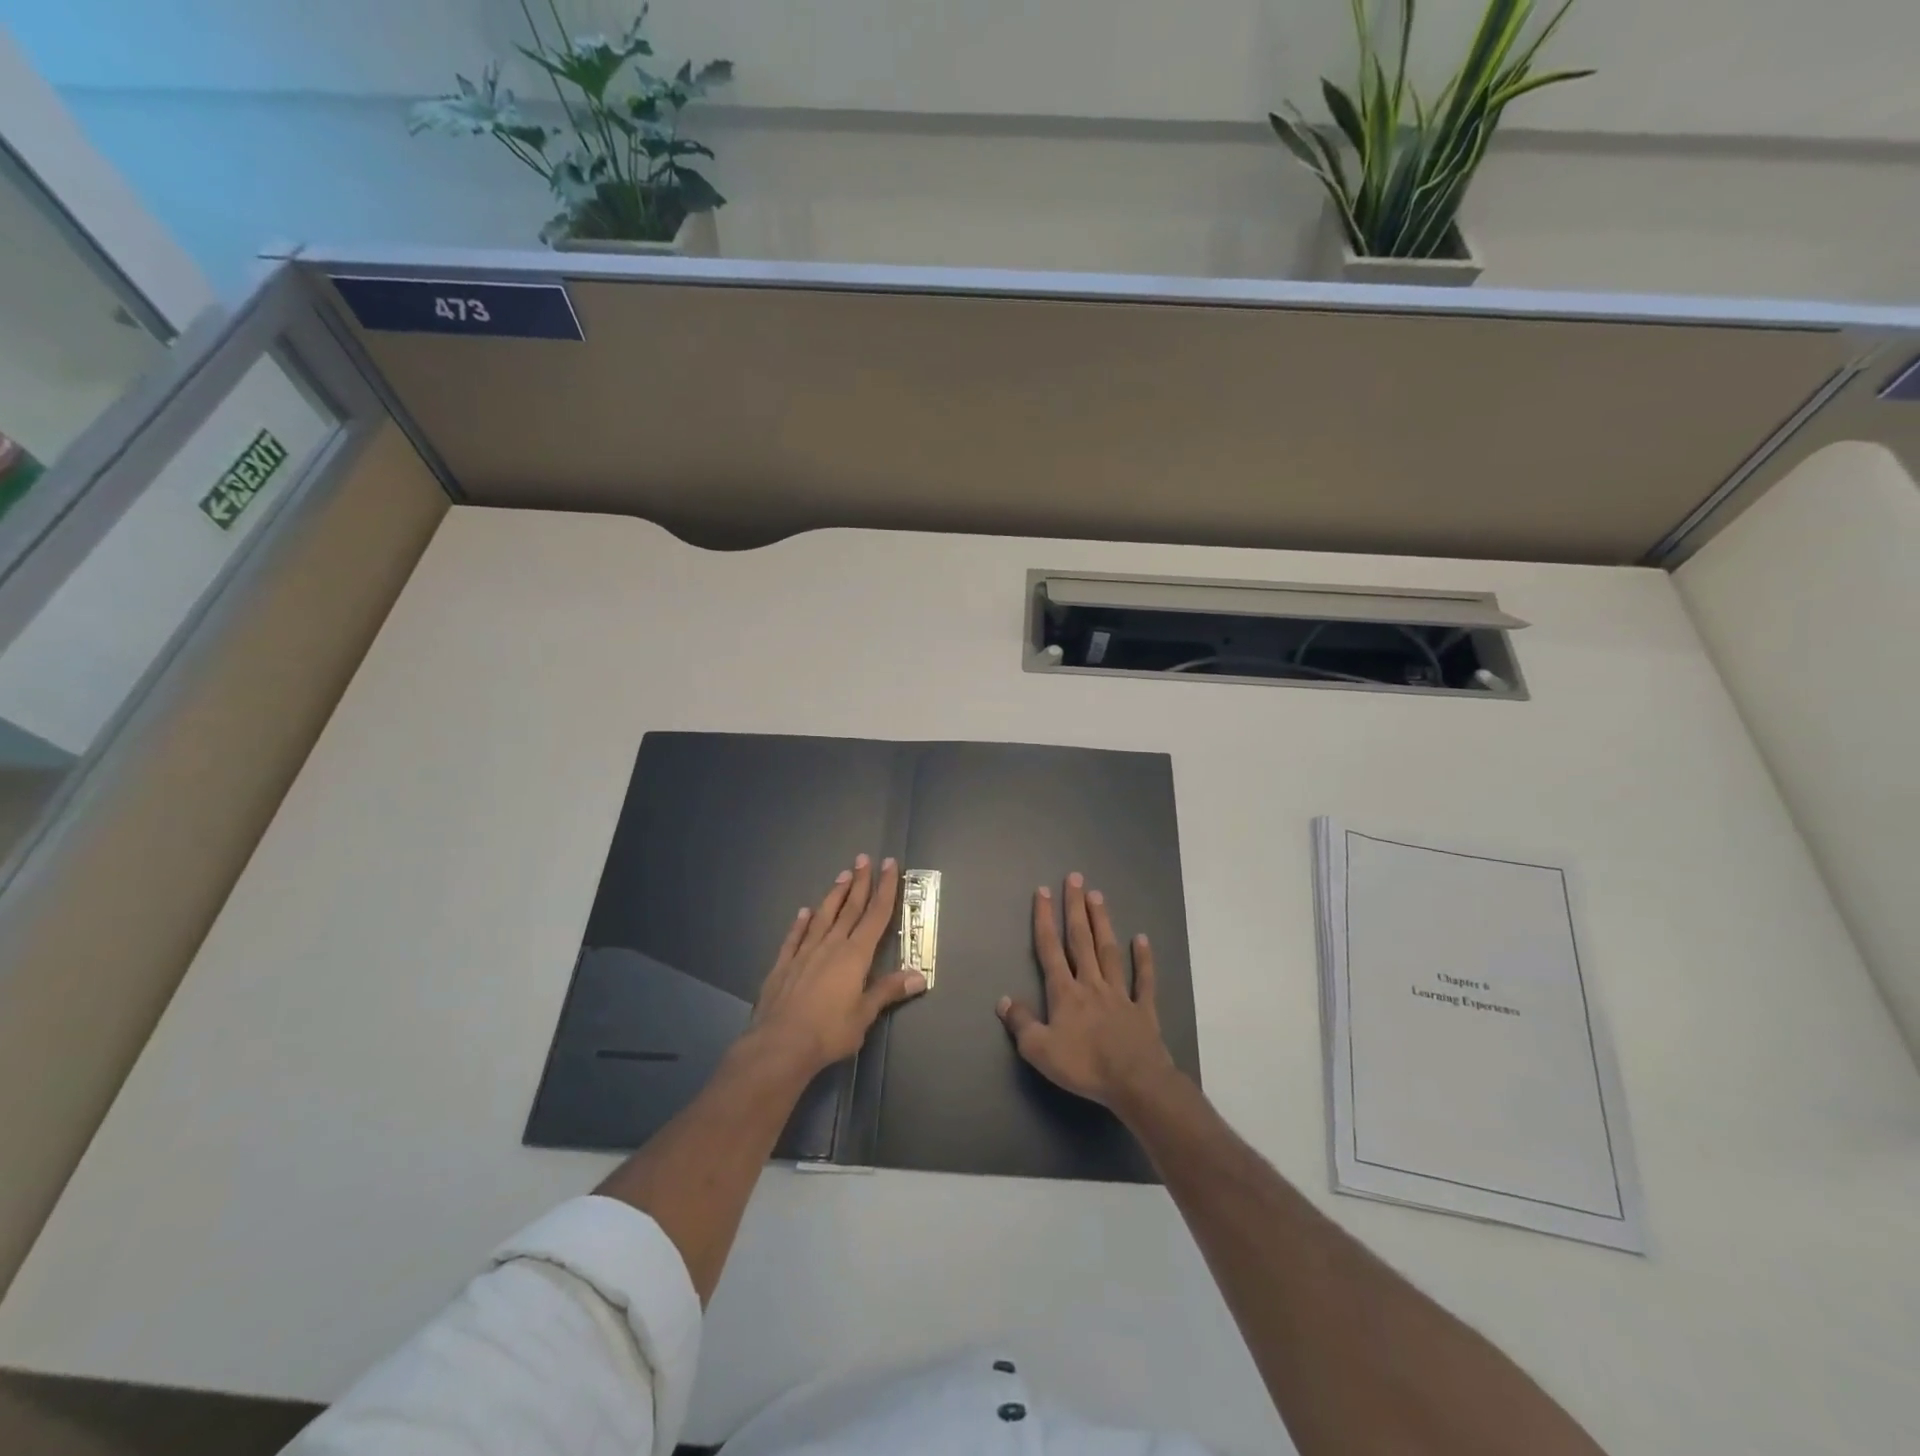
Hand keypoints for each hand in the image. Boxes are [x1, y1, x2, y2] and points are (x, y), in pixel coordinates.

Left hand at [750, 855, 925, 1076]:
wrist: (780, 1044)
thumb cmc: (829, 1031)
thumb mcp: (865, 1014)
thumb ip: (889, 991)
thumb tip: (920, 976)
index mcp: (855, 955)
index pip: (875, 915)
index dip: (885, 889)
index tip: (888, 865)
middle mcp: (831, 946)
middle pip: (849, 908)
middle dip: (860, 883)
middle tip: (864, 858)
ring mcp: (804, 953)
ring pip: (823, 917)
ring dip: (834, 895)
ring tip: (842, 875)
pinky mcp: (783, 965)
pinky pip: (794, 937)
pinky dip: (801, 923)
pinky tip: (803, 912)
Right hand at [997, 873, 1174, 1109]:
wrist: (1135, 1082)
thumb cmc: (1084, 1066)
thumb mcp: (1039, 1050)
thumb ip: (1021, 1023)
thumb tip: (1003, 1000)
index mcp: (1065, 993)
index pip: (1050, 949)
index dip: (1045, 919)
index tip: (1043, 891)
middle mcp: (1091, 984)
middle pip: (1081, 939)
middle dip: (1075, 908)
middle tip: (1075, 878)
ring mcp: (1120, 994)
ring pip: (1108, 951)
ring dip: (1102, 922)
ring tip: (1097, 896)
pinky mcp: (1143, 1009)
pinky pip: (1144, 980)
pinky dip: (1144, 959)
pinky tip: (1142, 939)